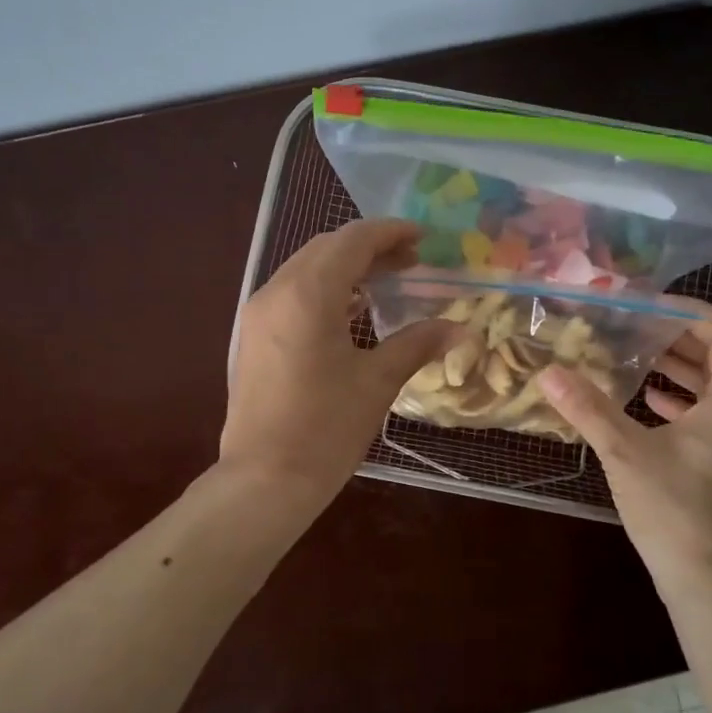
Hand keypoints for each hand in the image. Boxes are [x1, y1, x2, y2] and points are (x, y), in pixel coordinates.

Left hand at [222, 219, 463, 507]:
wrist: (265, 479)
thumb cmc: (326, 429)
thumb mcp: (378, 382)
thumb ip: (417, 343)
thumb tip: (459, 328)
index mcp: (308, 294)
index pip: (352, 241)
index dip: (390, 232)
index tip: (423, 237)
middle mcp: (276, 291)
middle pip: (326, 248)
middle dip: (369, 247)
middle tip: (410, 261)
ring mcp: (258, 313)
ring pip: (305, 269)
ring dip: (345, 267)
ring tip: (386, 283)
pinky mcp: (252, 336)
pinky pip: (291, 293)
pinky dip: (323, 289)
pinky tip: (351, 311)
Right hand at [540, 304, 711, 600]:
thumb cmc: (676, 511)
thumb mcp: (626, 454)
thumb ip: (588, 409)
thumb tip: (548, 373)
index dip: (692, 311)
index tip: (649, 305)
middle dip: (679, 338)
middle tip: (636, 327)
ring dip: (680, 369)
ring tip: (637, 358)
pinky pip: (710, 417)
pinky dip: (681, 402)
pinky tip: (647, 406)